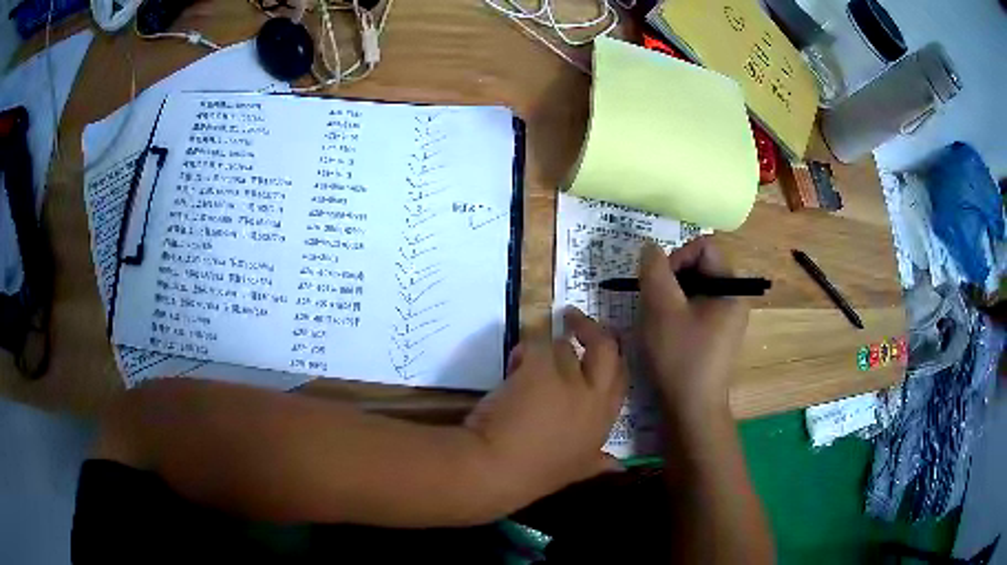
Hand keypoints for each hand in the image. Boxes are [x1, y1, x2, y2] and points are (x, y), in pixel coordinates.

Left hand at [463, 308, 627, 508]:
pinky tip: (511, 369)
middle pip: (606, 349)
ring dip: (545, 352)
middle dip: (593, 331)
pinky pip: (535, 344)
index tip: (601, 348)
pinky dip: (522, 353)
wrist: (498, 468)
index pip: (622, 379)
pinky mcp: (539, 366)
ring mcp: (568, 379)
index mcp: (604, 421)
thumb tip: (617, 466)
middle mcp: (593, 395)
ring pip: (563, 346)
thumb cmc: (535, 474)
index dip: (613, 361)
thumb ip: (598, 464)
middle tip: (576, 320)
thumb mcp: (576, 472)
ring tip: (523, 366)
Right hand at [637, 237, 748, 422]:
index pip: (704, 247)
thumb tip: (650, 247)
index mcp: (731, 287)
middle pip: (700, 265)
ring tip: (656, 317)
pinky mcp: (718, 333)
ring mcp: (727, 317)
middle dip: (672, 277)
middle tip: (653, 301)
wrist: (692, 408)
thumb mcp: (662, 309)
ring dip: (672, 295)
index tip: (658, 284)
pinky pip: (697, 307)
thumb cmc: (680, 357)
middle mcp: (734, 297)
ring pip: (696, 287)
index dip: (677, 256)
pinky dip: (679, 311)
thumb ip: (654, 271)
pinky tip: (666, 331)